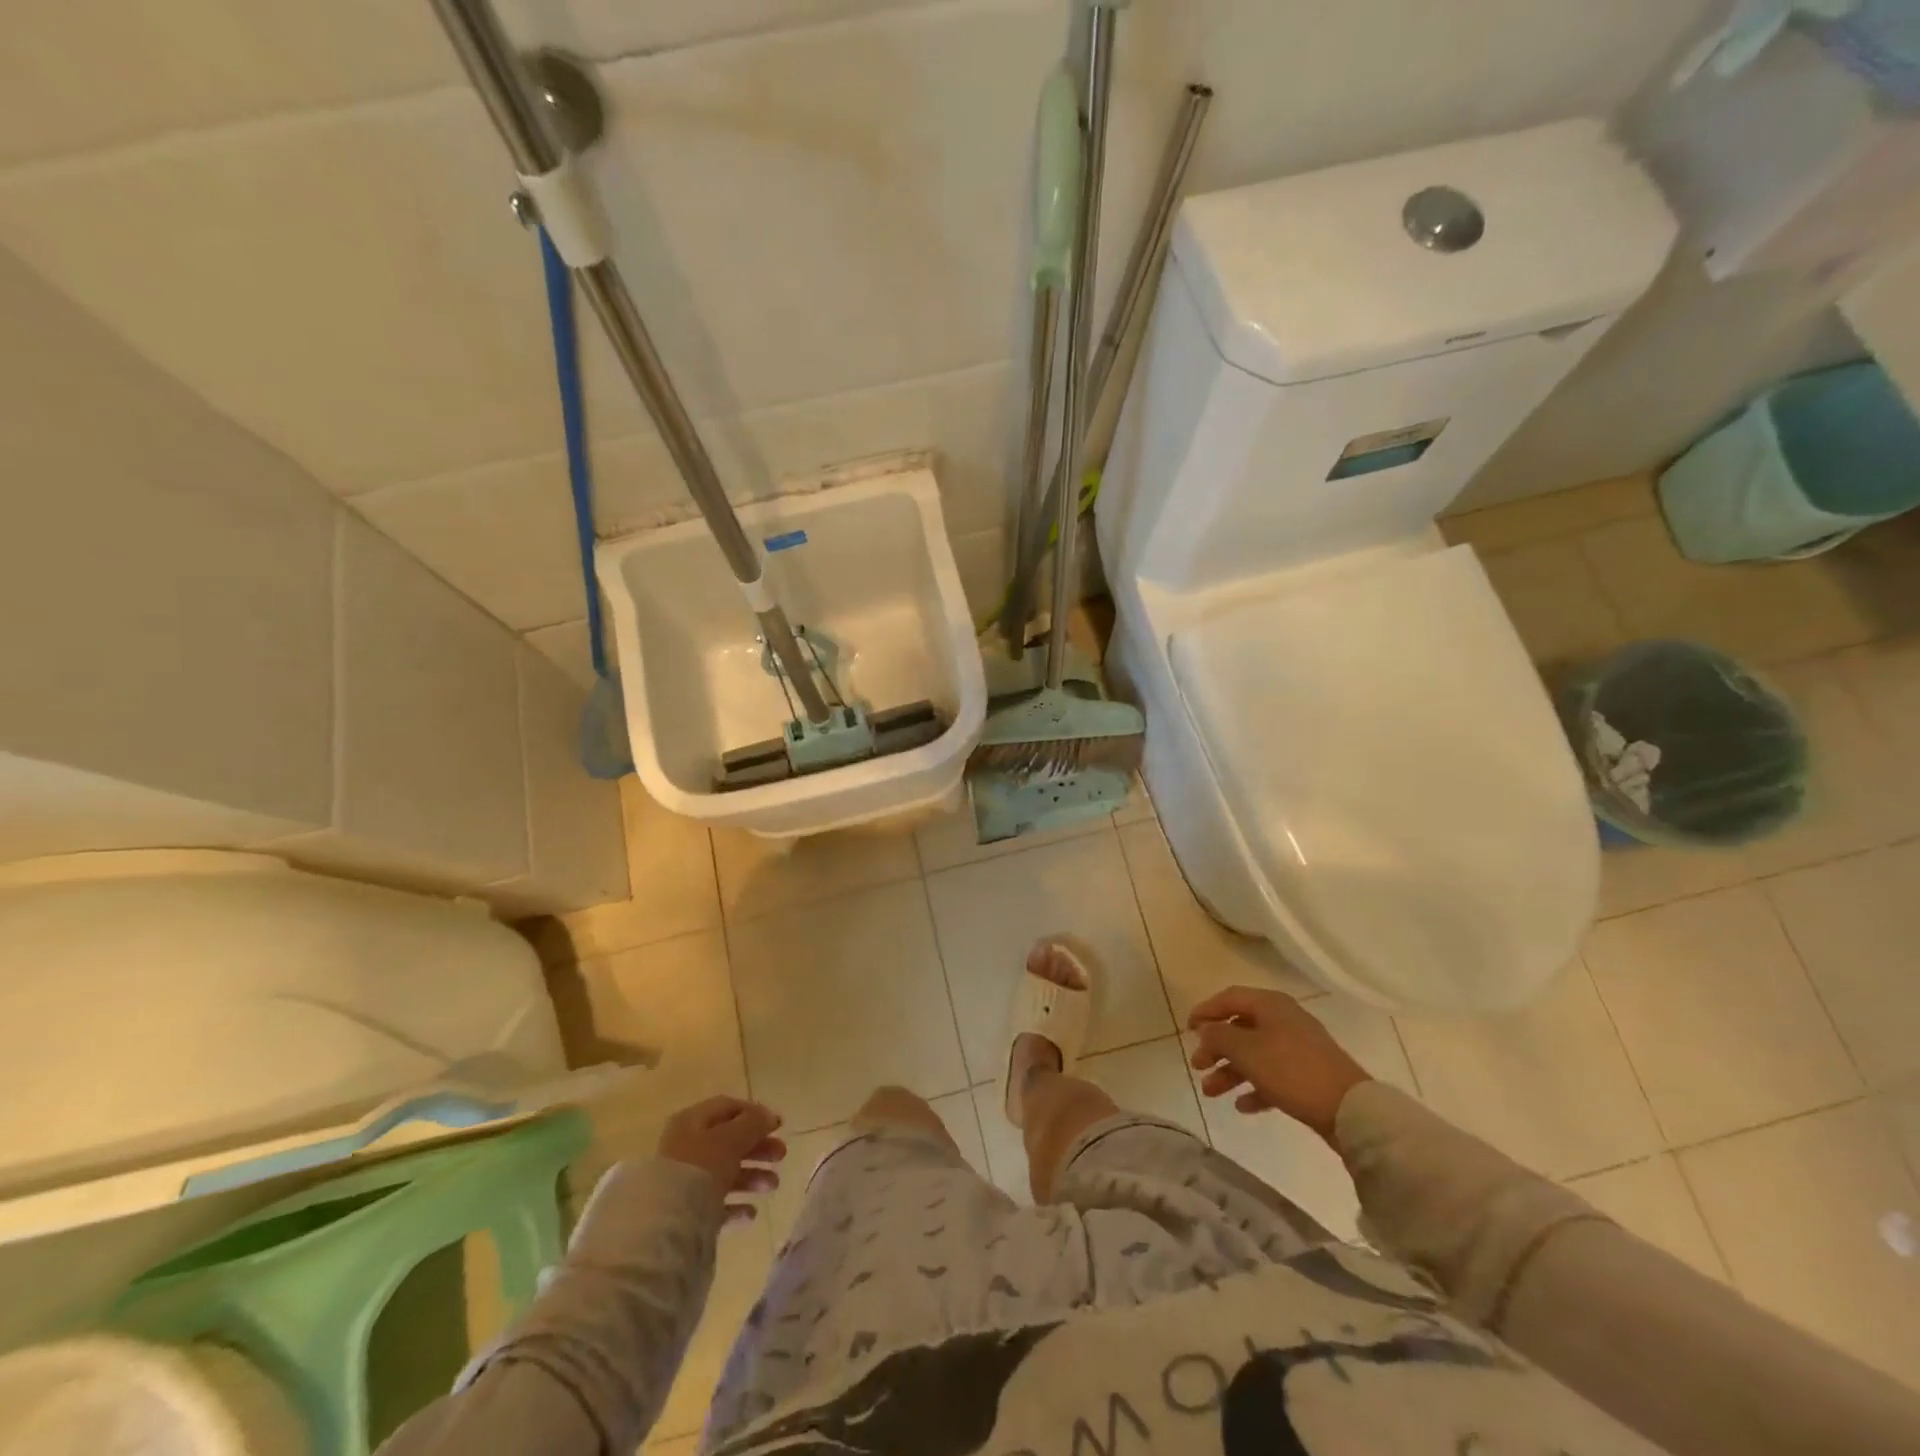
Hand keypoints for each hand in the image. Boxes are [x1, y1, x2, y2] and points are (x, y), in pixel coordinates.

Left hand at [658, 1096, 786, 1221]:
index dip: (755, 1113)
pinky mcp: (685, 1213)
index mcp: (692, 1122)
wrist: (665, 1223)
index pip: (727, 1108)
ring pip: (724, 1173)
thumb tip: (769, 1116)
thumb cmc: (701, 1167)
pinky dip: (735, 1205)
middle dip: (758, 1148)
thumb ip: (753, 1123)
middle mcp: (686, 1147)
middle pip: (729, 1141)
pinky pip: (715, 1204)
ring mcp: (684, 1181)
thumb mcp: (732, 1138)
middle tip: (781, 1155)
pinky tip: (751, 1213)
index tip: (779, 1126)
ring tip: (772, 1186)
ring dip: (752, 1176)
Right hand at [1188, 987, 1371, 1145]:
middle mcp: (1283, 1020)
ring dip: (1230, 1071)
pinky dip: (1254, 1087)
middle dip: (1216, 1047)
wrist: (1350, 1110)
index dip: (1206, 1010)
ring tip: (1211, 1092)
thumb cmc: (1291, 1070)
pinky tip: (1242, 1106)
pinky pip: (1272, 1076)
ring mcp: (1297, 1049)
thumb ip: (1219, 1036)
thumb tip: (1206, 1029)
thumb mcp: (1246, 1050)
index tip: (1187, 1029)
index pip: (1229, 998)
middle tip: (1197, 1065)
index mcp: (1270, 1005)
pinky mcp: (1307, 1075)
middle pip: (1240, 1028)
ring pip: (1254, 1054)